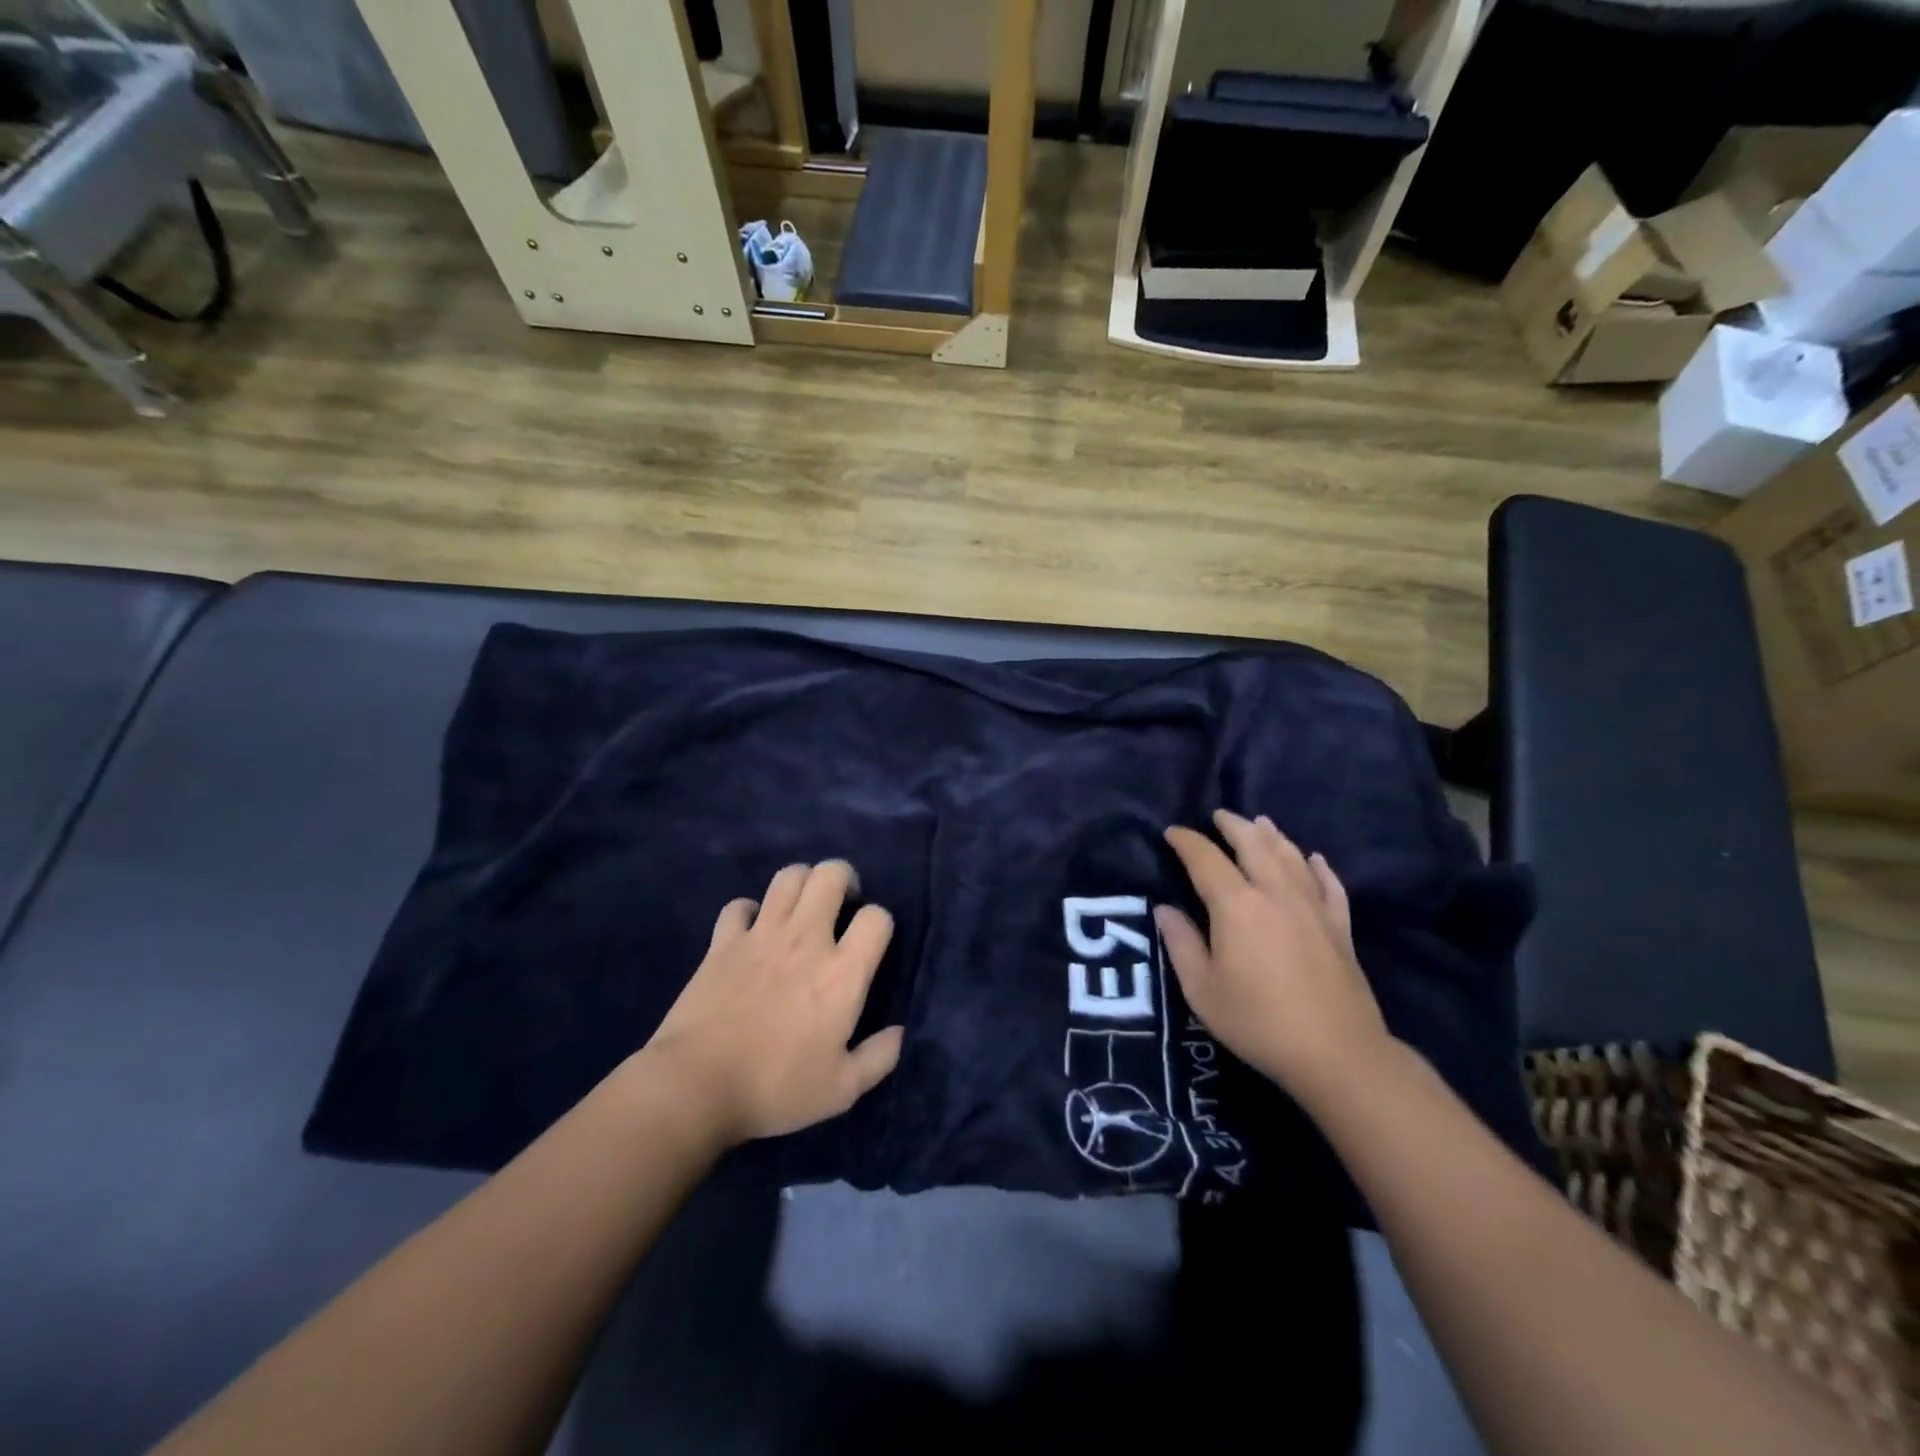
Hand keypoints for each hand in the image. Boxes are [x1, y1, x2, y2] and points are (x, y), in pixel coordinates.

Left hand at [642, 861, 903, 1146]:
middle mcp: (806, 939)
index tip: (871, 943)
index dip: (880, 923)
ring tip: (803, 908)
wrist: (696, 1086)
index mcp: (842, 972)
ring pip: (788, 877)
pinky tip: (752, 931)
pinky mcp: (723, 942)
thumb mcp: (841, 1090)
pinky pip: (740, 905)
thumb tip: (899, 1034)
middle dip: (844, 879)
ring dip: (802, 884)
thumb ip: (878, 1059)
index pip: (877, 917)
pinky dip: (749, 912)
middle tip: (841, 906)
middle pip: (831, 874)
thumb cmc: (775, 1089)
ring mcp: (761, 935)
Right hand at [1157, 810, 1392, 1108]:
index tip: (1172, 833)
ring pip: (1291, 857)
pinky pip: (1329, 885)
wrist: (1337, 1053)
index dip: (1187, 842)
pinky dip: (1319, 867)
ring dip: (1272, 836)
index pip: (1206, 859)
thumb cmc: (1258, 1022)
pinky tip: (1314, 859)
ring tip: (1260, 822)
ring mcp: (1313, 908)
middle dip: (1233, 826)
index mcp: (1237, 906)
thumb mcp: (1202, 990)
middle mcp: (1276, 894)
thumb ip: (1181, 944)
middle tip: (1218, 816)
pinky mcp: (1340, 927)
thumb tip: (1164, 909)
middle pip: (1254, 844)